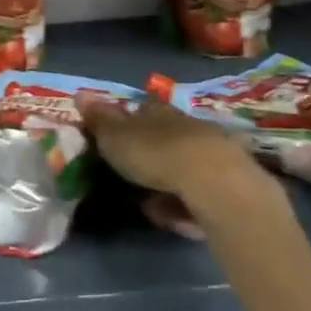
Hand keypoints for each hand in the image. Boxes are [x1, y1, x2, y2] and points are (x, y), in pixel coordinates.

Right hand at [75, 92, 287, 236]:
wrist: (214, 183)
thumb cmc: (156, 153)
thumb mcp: (115, 137)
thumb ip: (99, 119)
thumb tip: (80, 93)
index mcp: (157, 112)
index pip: (141, 109)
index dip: (128, 121)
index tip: (116, 138)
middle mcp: (186, 126)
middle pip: (165, 136)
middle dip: (151, 153)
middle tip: (133, 175)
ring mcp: (212, 152)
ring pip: (183, 165)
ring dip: (168, 182)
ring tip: (152, 204)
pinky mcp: (230, 182)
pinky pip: (199, 191)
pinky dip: (186, 203)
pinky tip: (176, 217)